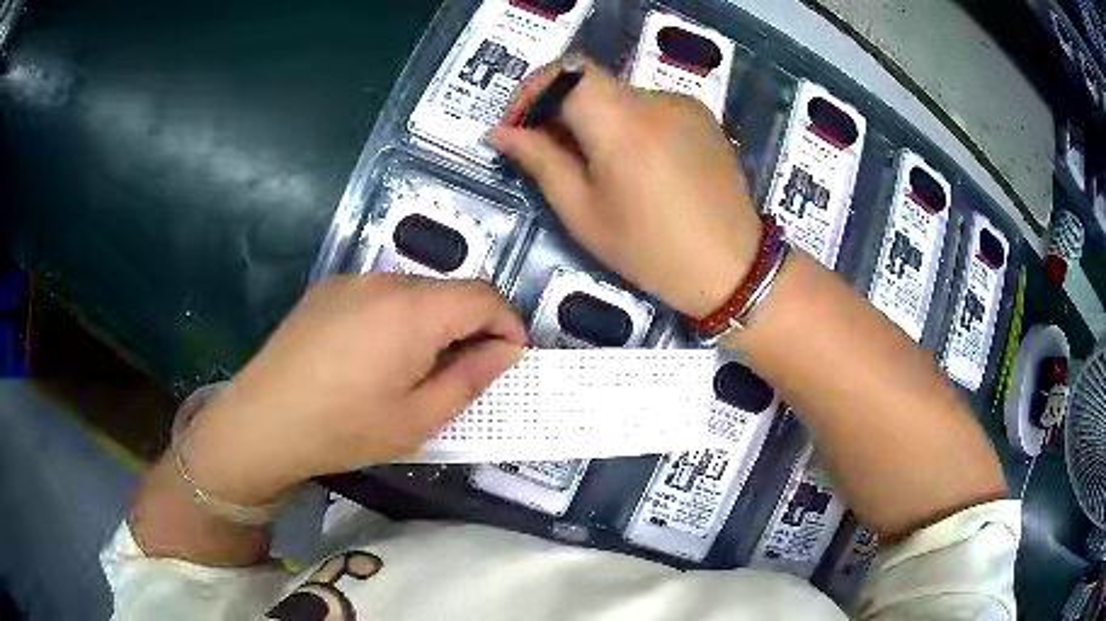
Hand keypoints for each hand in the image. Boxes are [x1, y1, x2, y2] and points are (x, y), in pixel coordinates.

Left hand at [181, 274, 525, 505]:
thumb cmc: (344, 428)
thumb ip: (471, 379)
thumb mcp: (418, 419)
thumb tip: (506, 351)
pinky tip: (369, 358)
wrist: (263, 421)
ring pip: (413, 293)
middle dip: (467, 328)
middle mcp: (384, 281)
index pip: (484, 296)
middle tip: (459, 376)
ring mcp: (350, 281)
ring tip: (410, 371)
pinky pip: (378, 295)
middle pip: (448, 292)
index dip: (507, 324)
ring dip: (429, 324)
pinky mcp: (326, 289)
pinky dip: (394, 319)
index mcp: (413, 311)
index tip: (508, 359)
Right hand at [491, 56, 762, 318]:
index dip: (533, 90)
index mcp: (621, 122)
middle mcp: (655, 99)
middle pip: (590, 83)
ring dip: (595, 120)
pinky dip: (629, 125)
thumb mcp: (583, 213)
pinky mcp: (702, 116)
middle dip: (560, 111)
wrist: (731, 266)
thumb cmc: (651, 250)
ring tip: (599, 168)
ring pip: (619, 96)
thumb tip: (502, 133)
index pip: (565, 71)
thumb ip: (540, 161)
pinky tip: (638, 166)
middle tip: (549, 155)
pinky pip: (650, 107)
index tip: (519, 126)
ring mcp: (684, 104)